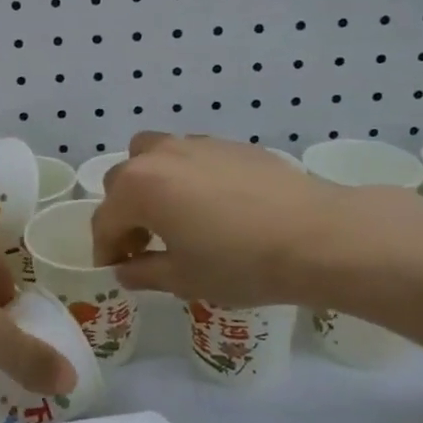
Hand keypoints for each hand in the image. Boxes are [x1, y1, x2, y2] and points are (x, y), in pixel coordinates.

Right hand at [91, 132, 364, 307]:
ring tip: (173, 214)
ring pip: (153, 155)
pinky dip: (185, 176)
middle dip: (124, 213)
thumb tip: (126, 271)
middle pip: (122, 180)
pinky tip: (212, 205)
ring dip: (150, 183)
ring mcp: (196, 144)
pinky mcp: (230, 144)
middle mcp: (159, 157)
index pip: (104, 220)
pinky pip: (191, 155)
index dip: (105, 250)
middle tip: (142, 245)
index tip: (114, 270)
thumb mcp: (184, 278)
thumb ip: (144, 273)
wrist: (317, 236)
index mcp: (138, 188)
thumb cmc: (240, 263)